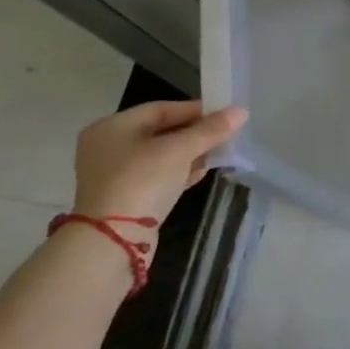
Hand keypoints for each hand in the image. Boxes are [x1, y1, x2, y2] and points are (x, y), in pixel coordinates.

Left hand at [71, 101, 247, 222]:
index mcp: (112, 127)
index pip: (161, 109)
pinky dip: (179, 172)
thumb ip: (211, 130)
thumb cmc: (142, 180)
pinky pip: (157, 175)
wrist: (113, 239)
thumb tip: (241, 111)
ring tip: (219, 154)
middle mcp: (108, 146)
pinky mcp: (124, 196)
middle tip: (225, 135)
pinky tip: (201, 173)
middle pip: (161, 131)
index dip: (195, 110)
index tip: (225, 115)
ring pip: (161, 155)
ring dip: (191, 153)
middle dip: (195, 133)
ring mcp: (114, 174)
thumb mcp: (181, 150)